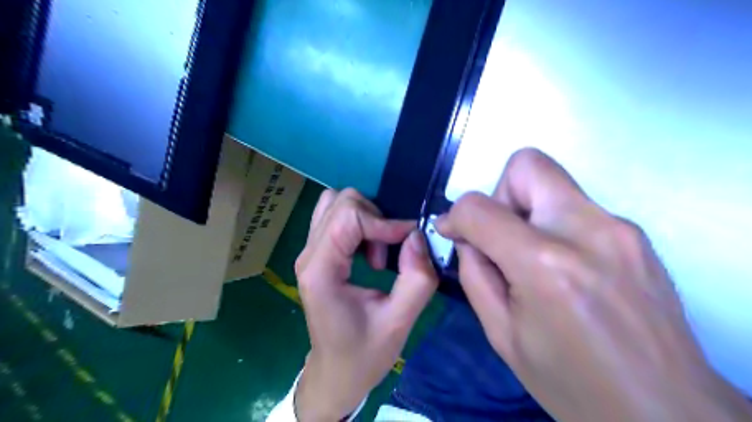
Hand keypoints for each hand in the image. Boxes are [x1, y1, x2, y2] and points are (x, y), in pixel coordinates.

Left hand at [292, 188, 438, 421]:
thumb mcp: (399, 322)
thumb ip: (416, 278)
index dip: (384, 222)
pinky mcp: (316, 254)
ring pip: (336, 204)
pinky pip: (335, 218)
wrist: (335, 373)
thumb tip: (417, 235)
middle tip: (387, 253)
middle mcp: (308, 254)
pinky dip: (358, 223)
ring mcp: (309, 252)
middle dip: (374, 218)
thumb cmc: (364, 354)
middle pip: (341, 201)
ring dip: (365, 218)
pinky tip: (368, 251)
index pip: (349, 216)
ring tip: (377, 251)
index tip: (409, 240)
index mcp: (321, 270)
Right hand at [435, 149, 751, 420]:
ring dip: (527, 210)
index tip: (452, 232)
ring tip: (531, 258)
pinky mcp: (635, 233)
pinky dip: (554, 224)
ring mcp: (619, 227)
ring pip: (553, 182)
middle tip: (501, 237)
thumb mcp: (501, 333)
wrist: (664, 410)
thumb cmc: (571, 382)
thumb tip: (467, 237)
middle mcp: (587, 231)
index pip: (480, 208)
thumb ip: (474, 273)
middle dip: (499, 194)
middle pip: (527, 165)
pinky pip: (576, 206)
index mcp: (545, 266)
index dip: (455, 215)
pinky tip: (563, 268)